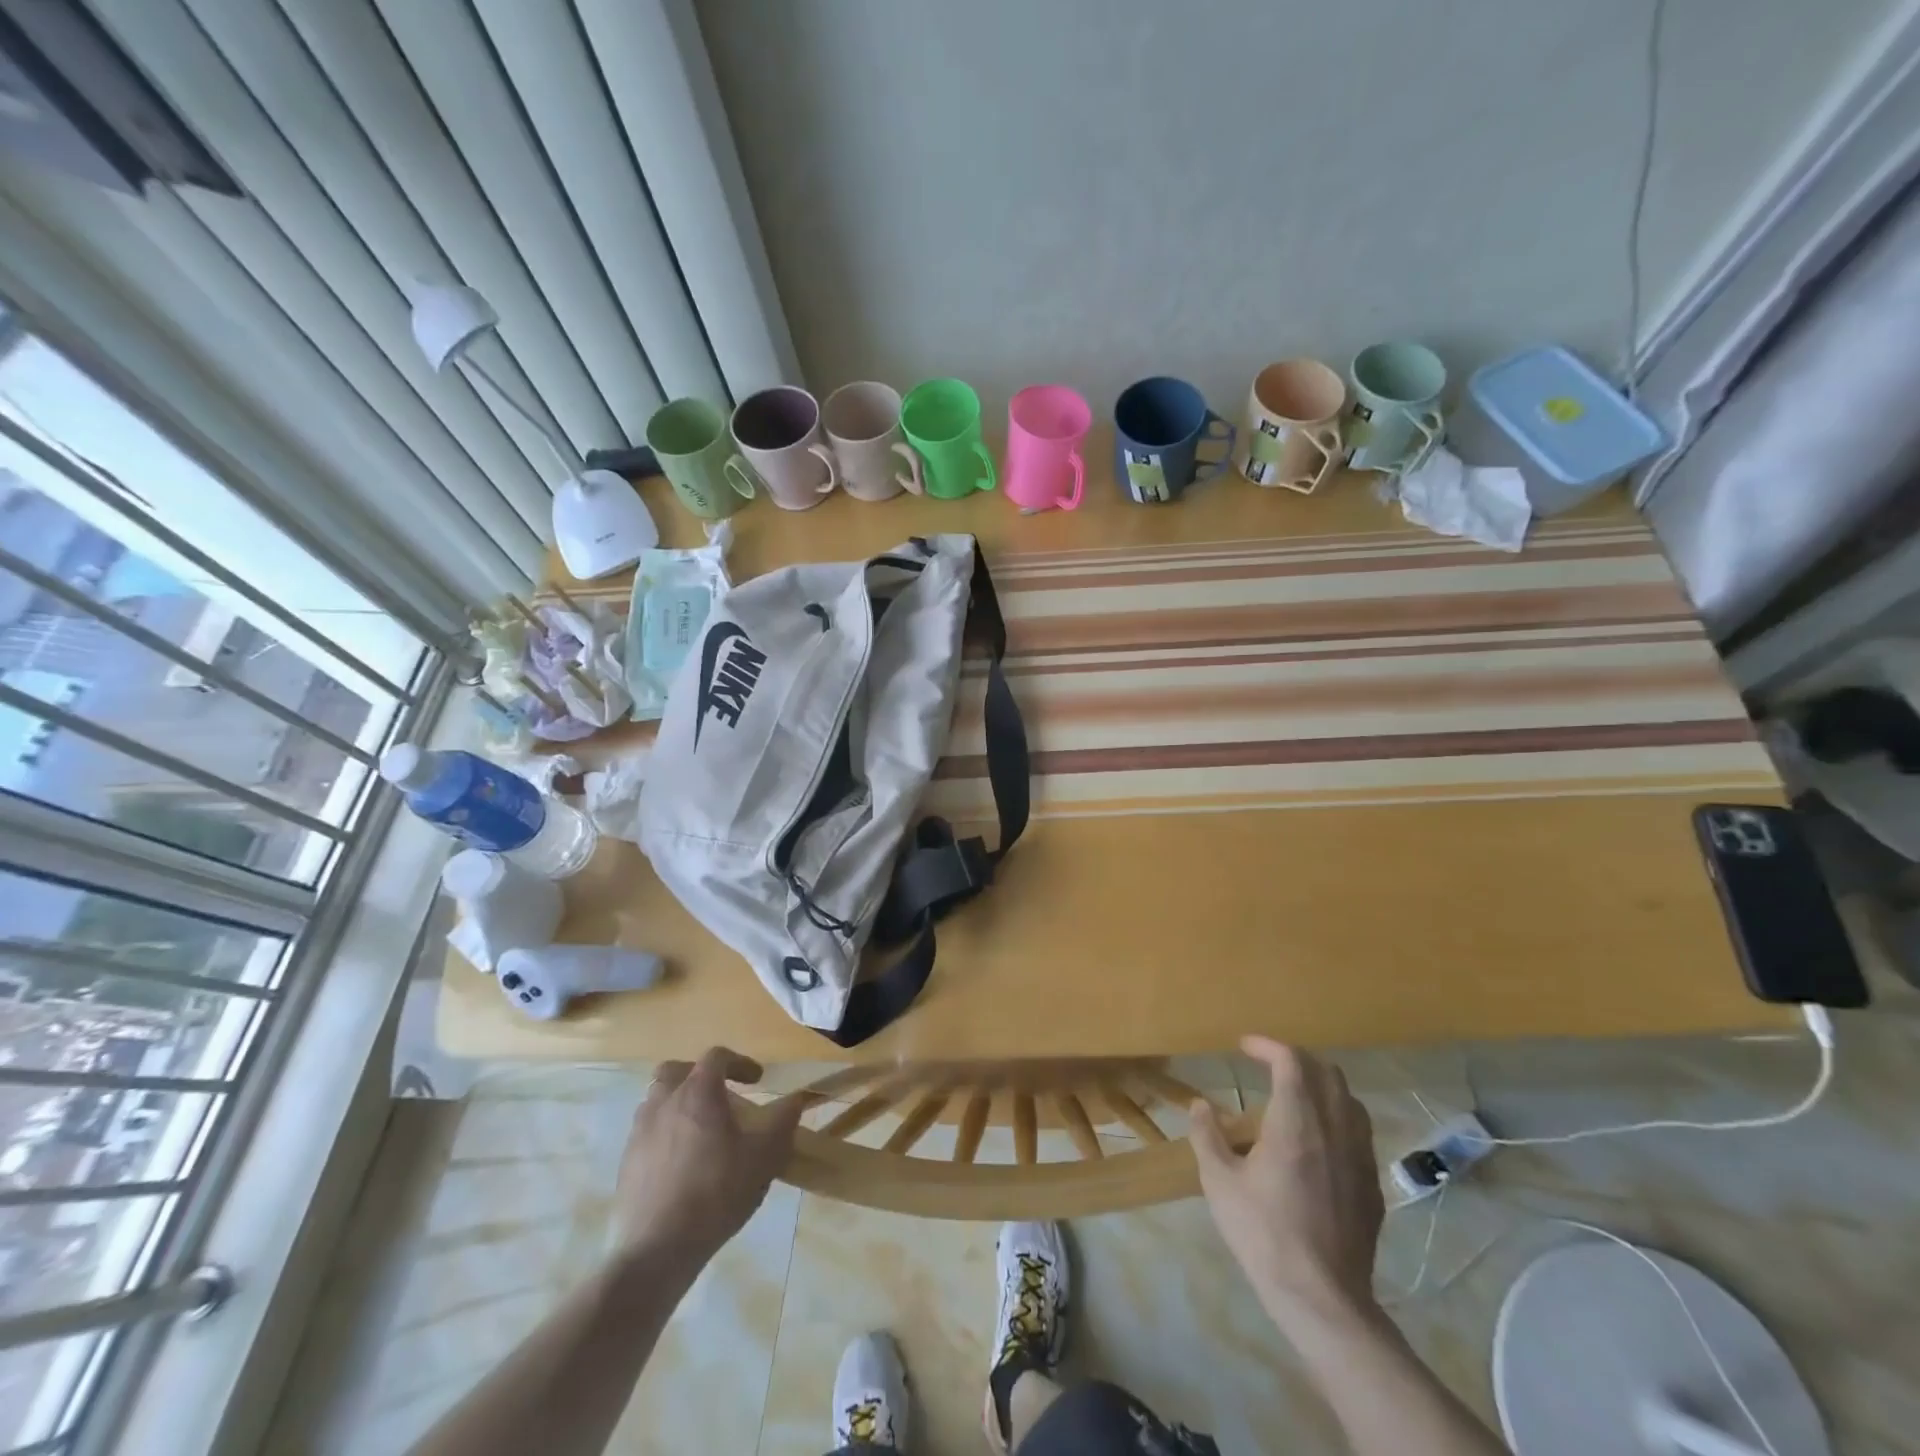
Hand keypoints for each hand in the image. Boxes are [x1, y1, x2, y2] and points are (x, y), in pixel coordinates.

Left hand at [612, 1047, 801, 1265]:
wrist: (656, 1250)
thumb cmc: (716, 1193)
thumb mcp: (764, 1156)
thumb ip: (782, 1121)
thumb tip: (796, 1099)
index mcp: (697, 1092)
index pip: (717, 1057)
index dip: (740, 1062)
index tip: (757, 1081)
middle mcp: (664, 1102)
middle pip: (676, 1070)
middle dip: (699, 1075)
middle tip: (719, 1096)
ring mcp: (639, 1131)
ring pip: (658, 1100)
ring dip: (679, 1103)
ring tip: (700, 1130)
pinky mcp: (626, 1162)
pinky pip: (647, 1131)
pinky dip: (665, 1132)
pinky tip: (682, 1162)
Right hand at [1188, 1037, 1383, 1330]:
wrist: (1322, 1298)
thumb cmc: (1264, 1233)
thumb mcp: (1219, 1182)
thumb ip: (1207, 1135)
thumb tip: (1200, 1105)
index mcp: (1296, 1122)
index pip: (1291, 1061)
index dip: (1268, 1046)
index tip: (1245, 1046)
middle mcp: (1334, 1129)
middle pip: (1327, 1073)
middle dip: (1297, 1060)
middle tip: (1269, 1066)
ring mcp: (1359, 1157)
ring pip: (1350, 1101)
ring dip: (1322, 1087)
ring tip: (1296, 1098)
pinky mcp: (1372, 1185)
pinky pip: (1360, 1133)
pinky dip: (1338, 1118)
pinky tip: (1318, 1141)